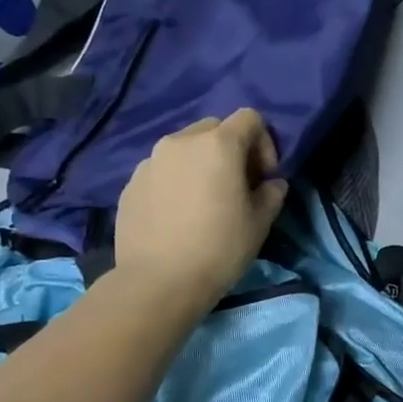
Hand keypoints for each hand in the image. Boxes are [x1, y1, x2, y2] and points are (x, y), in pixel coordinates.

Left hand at [112, 110, 287, 306]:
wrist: (157, 283)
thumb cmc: (219, 248)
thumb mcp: (260, 222)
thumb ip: (272, 193)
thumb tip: (271, 184)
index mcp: (218, 144)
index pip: (250, 118)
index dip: (264, 143)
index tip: (264, 178)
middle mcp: (181, 142)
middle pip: (214, 128)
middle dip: (232, 149)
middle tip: (237, 185)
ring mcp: (150, 161)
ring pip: (185, 148)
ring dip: (201, 164)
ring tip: (205, 201)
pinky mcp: (131, 184)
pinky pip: (162, 170)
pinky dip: (177, 181)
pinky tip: (179, 215)